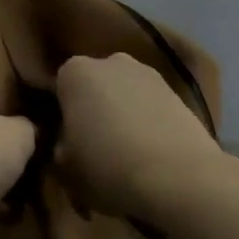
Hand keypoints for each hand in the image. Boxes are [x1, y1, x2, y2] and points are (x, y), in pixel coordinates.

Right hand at [54, 53, 223, 219]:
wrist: (178, 177)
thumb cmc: (107, 167)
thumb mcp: (65, 166)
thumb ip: (61, 145)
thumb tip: (68, 142)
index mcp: (75, 73)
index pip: (60, 87)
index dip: (63, 113)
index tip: (67, 139)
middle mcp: (111, 61)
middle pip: (96, 84)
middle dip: (94, 107)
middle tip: (95, 143)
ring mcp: (148, 73)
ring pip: (126, 93)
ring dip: (124, 112)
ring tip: (128, 150)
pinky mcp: (178, 91)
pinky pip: (151, 104)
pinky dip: (149, 120)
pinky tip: (152, 150)